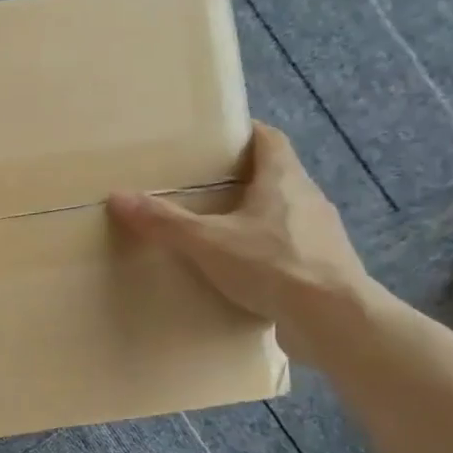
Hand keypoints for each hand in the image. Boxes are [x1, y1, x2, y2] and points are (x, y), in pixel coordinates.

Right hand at [107, 123, 378, 357]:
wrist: (335, 319)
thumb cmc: (273, 265)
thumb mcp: (207, 242)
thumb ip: (164, 221)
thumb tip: (118, 197)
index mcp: (284, 179)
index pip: (269, 139)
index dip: (247, 133)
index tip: (219, 138)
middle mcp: (308, 198)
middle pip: (276, 175)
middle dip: (244, 178)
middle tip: (206, 187)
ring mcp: (321, 234)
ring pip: (285, 213)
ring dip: (257, 217)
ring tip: (221, 231)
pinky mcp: (325, 267)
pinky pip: (291, 248)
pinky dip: (268, 251)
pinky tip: (246, 271)